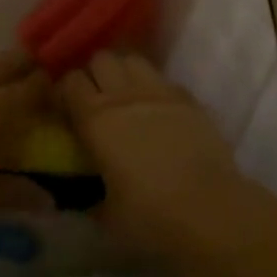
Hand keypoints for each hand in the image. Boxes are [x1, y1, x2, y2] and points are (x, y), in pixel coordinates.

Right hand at [57, 51, 250, 256]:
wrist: (210, 211)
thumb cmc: (151, 217)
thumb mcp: (107, 215)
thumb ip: (88, 197)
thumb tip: (78, 195)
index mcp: (96, 119)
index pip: (70, 81)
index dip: (66, 91)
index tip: (67, 108)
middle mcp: (123, 95)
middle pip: (100, 58)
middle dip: (95, 73)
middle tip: (96, 98)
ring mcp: (158, 91)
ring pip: (132, 59)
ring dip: (124, 72)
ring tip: (127, 95)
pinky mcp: (187, 97)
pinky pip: (163, 79)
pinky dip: (155, 88)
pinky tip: (160, 110)